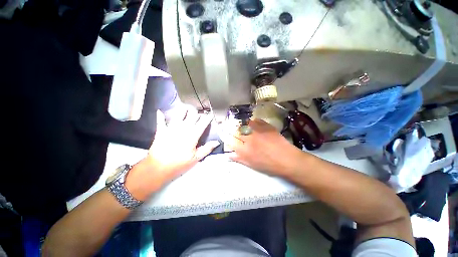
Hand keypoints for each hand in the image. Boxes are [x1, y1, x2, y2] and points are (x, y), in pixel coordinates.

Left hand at [126, 107, 219, 199]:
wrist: (158, 167)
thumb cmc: (179, 163)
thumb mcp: (196, 158)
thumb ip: (207, 149)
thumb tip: (217, 142)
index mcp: (193, 135)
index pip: (203, 123)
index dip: (208, 118)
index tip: (211, 115)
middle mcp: (183, 128)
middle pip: (192, 115)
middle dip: (197, 112)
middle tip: (199, 112)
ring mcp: (172, 128)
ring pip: (179, 114)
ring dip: (183, 110)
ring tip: (186, 108)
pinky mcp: (161, 130)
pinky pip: (160, 121)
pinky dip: (160, 116)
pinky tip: (160, 111)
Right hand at [224, 119, 304, 177]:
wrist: (287, 159)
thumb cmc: (269, 165)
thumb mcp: (252, 164)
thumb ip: (239, 158)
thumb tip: (229, 155)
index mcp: (244, 149)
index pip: (231, 141)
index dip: (228, 139)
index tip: (228, 138)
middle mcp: (248, 138)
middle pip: (236, 131)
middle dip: (234, 131)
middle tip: (236, 131)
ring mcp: (257, 131)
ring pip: (245, 124)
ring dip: (242, 125)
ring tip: (244, 126)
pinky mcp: (266, 126)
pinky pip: (256, 120)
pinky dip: (253, 121)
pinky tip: (254, 123)